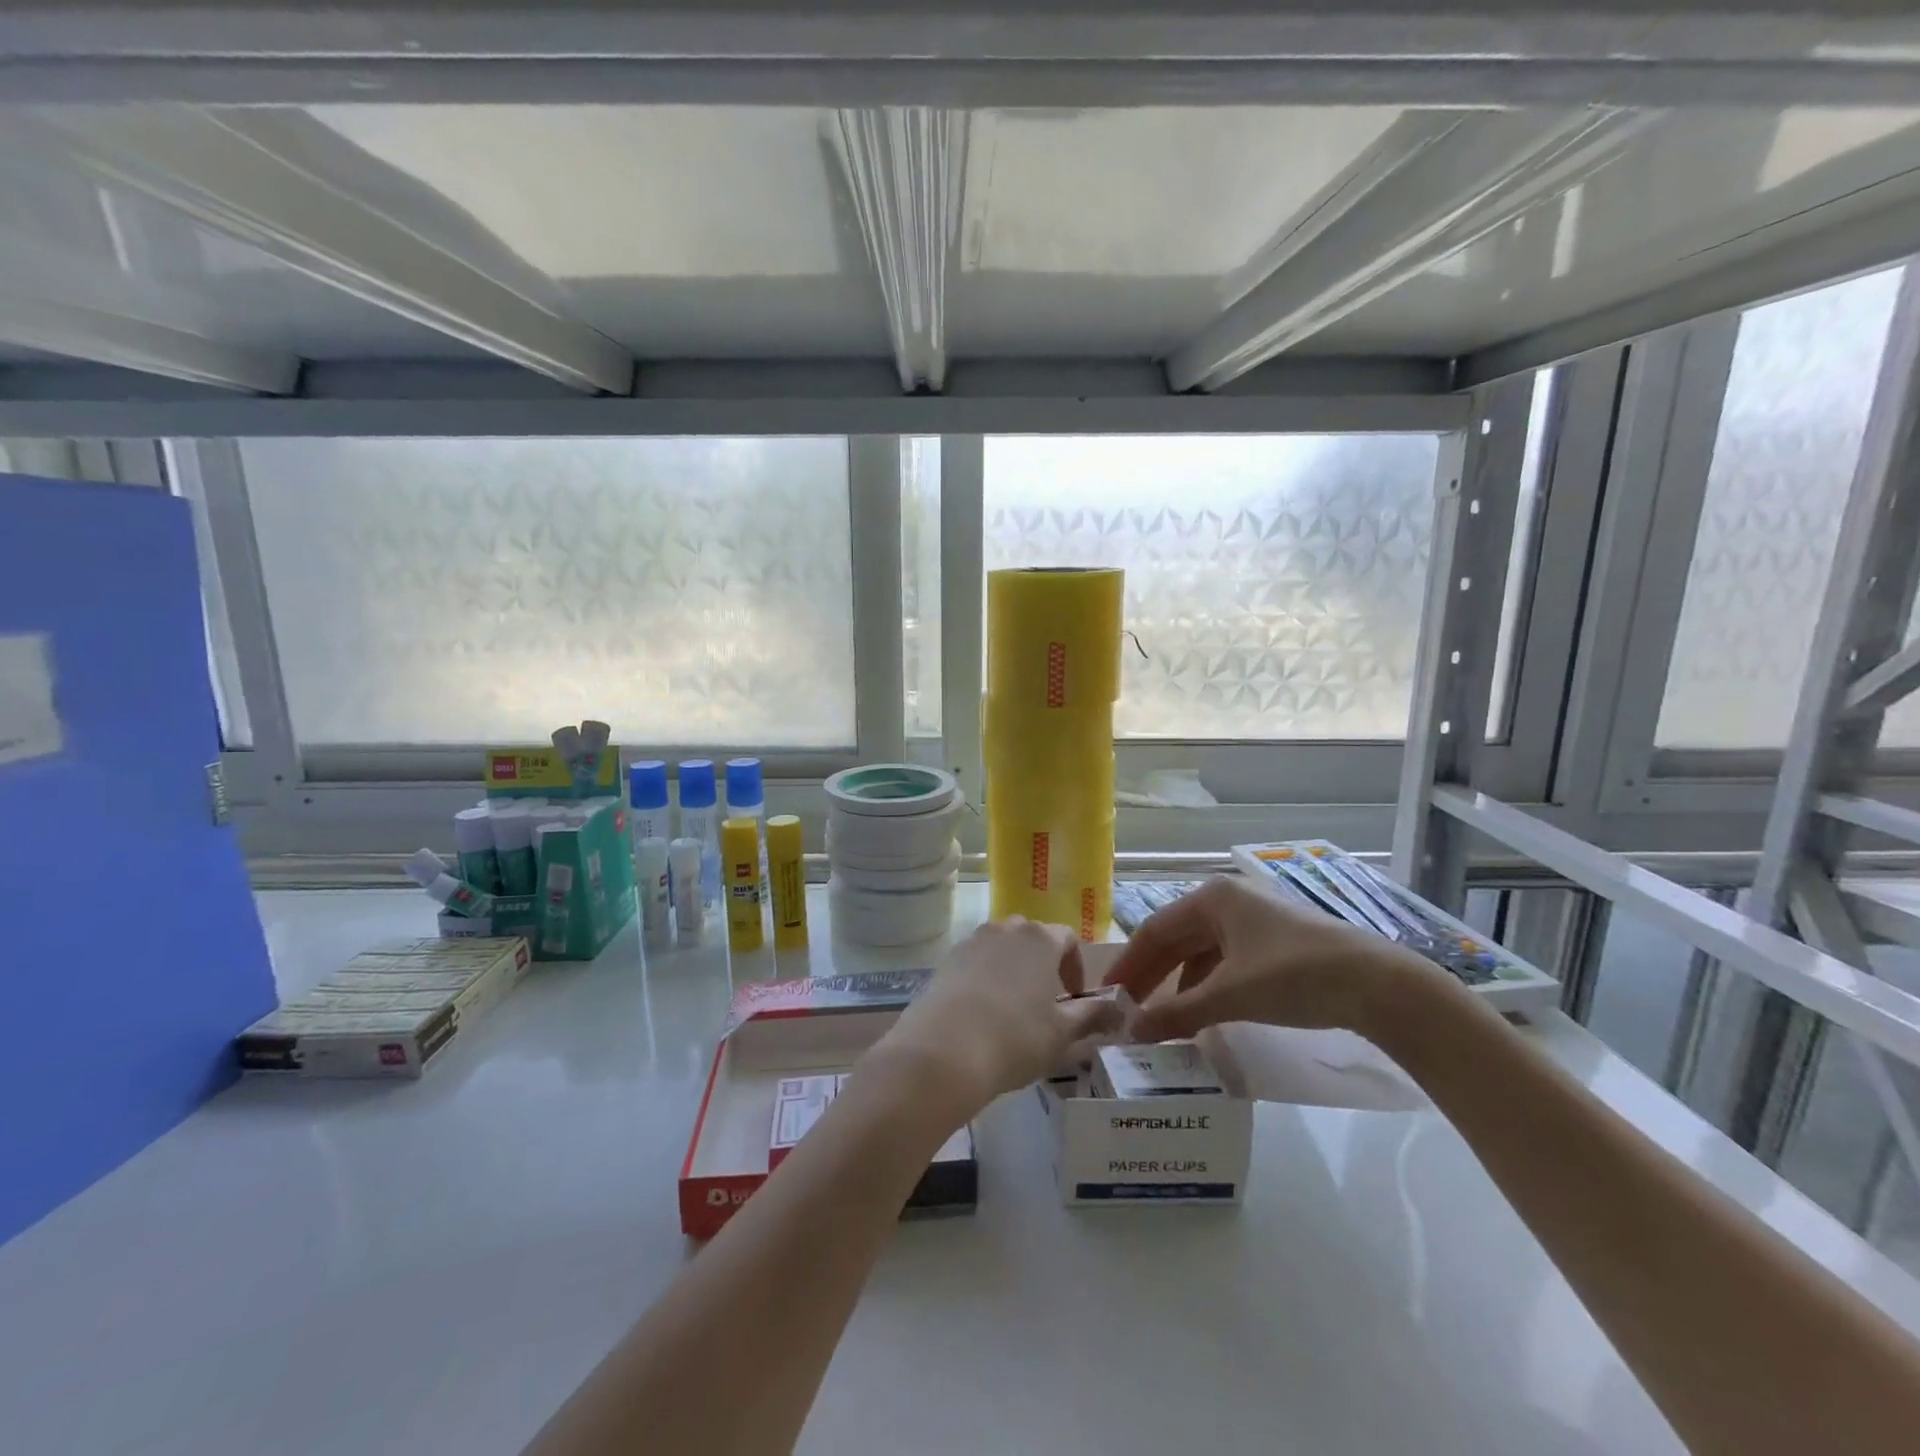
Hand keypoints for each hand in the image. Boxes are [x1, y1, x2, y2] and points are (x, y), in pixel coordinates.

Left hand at [869, 918, 1123, 1114]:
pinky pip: (975, 962)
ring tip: (1013, 1010)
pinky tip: (982, 1014)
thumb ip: (1094, 1016)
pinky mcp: (946, 960)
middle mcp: (1006, 928)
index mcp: (1040, 938)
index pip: (1067, 939)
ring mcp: (972, 941)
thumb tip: (1120, 1009)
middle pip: (1032, 938)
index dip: (1076, 967)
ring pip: (1002, 948)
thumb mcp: (1064, 1033)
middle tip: (1046, 1004)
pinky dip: (985, 979)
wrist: (943, 1051)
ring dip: (1013, 970)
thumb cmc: (1015, 1038)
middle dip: (1043, 964)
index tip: (1075, 1000)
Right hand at [1103, 876, 1432, 1041]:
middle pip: (1176, 938)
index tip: (1107, 993)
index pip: (1154, 930)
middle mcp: (1228, 901)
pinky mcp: (1274, 943)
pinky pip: (1226, 961)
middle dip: (1152, 974)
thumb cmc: (1294, 975)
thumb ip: (1178, 1013)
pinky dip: (1208, 985)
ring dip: (1179, 983)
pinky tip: (1203, 1012)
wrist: (1378, 984)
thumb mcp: (1230, 995)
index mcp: (1212, 898)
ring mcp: (1254, 921)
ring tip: (1162, 1017)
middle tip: (1127, 1008)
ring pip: (1201, 951)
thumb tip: (1132, 1031)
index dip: (1129, 963)